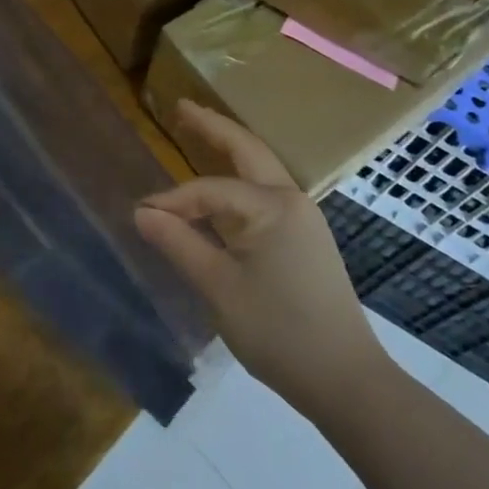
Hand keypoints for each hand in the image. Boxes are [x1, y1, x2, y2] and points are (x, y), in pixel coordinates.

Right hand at [134, 101, 389, 421]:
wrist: (346, 381)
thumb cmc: (280, 331)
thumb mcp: (219, 288)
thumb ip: (179, 244)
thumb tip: (142, 212)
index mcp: (273, 206)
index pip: (210, 190)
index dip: (173, 200)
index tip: (142, 215)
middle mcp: (292, 201)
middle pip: (248, 151)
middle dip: (213, 128)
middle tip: (181, 107)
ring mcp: (304, 220)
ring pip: (259, 172)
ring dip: (229, 151)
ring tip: (199, 132)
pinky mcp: (306, 241)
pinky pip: (264, 198)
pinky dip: (238, 184)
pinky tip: (222, 189)